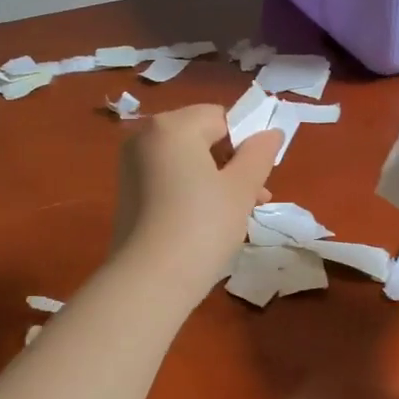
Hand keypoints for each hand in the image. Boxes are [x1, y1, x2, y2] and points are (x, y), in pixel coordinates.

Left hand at [110, 104, 280, 308]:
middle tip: (255, 199)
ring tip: (237, 215)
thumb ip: (259, 155)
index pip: (221, 117)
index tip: (261, 176)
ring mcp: (131, 166)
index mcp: (172, 126)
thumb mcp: (241, 189)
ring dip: (215, 180)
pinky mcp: (127, 194)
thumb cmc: (203, 226)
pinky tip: (207, 223)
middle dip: (232, 163)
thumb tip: (271, 132)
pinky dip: (190, 192)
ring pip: (186, 162)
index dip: (247, 142)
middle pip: (201, 137)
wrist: (150, 281)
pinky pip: (168, 180)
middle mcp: (144, 137)